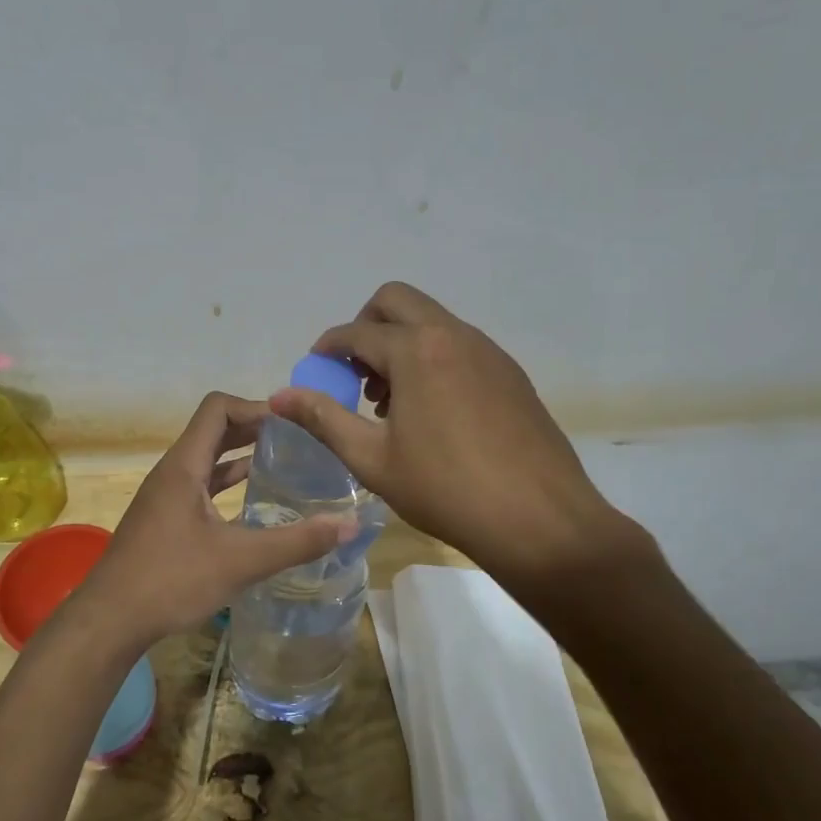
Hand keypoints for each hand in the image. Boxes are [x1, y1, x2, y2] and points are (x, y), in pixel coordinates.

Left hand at [69, 392, 355, 646]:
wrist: (109, 620)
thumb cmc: (171, 580)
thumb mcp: (240, 561)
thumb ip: (297, 541)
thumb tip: (350, 524)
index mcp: (184, 465)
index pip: (218, 407)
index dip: (255, 407)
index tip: (292, 424)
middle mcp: (172, 472)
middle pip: (214, 430)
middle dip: (254, 429)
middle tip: (298, 440)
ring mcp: (165, 496)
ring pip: (207, 460)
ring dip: (241, 456)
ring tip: (283, 464)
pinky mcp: (164, 520)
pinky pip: (200, 486)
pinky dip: (227, 485)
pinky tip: (253, 504)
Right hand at [269, 282, 649, 587]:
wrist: (540, 520)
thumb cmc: (445, 490)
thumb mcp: (372, 459)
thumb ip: (323, 419)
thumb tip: (279, 396)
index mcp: (416, 351)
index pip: (357, 332)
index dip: (328, 347)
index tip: (316, 368)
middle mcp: (453, 335)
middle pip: (396, 301)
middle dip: (365, 326)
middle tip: (355, 372)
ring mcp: (488, 351)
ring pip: (431, 321)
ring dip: (400, 343)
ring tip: (391, 401)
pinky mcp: (510, 372)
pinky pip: (459, 345)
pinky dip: (432, 358)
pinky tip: (432, 411)